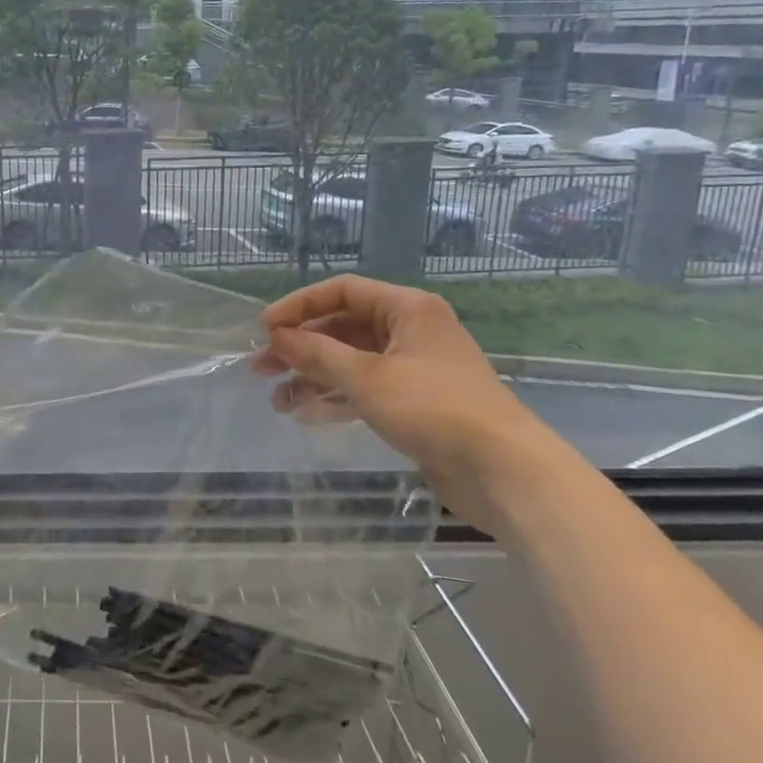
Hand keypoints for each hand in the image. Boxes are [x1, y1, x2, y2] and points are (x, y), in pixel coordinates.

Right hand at [250, 276, 559, 533]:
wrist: (502, 470)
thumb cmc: (433, 408)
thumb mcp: (367, 377)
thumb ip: (317, 354)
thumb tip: (277, 336)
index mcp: (407, 309)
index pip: (342, 291)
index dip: (299, 306)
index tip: (264, 328)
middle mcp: (410, 331)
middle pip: (342, 329)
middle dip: (299, 348)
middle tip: (260, 368)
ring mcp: (413, 368)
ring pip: (350, 362)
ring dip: (312, 378)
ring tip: (276, 401)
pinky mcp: (414, 403)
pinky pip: (364, 390)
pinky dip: (335, 398)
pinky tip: (305, 414)